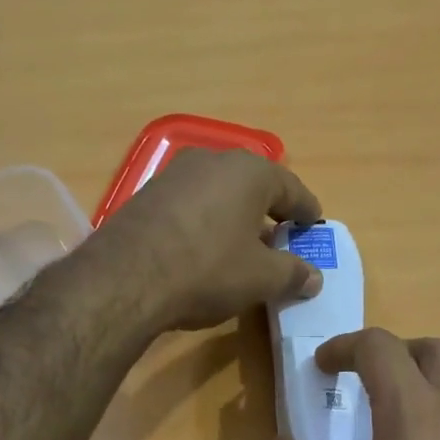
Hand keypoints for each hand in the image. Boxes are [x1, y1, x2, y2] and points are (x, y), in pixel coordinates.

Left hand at [94, 149, 323, 330]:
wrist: (125, 279)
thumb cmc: (208, 270)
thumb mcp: (261, 278)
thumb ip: (292, 273)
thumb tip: (314, 277)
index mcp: (250, 172)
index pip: (291, 189)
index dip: (306, 210)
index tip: (314, 225)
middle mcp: (212, 160)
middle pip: (253, 185)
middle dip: (270, 210)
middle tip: (282, 236)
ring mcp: (175, 175)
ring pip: (219, 193)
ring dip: (235, 216)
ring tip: (244, 244)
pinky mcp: (147, 195)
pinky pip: (191, 205)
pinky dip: (207, 222)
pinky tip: (205, 248)